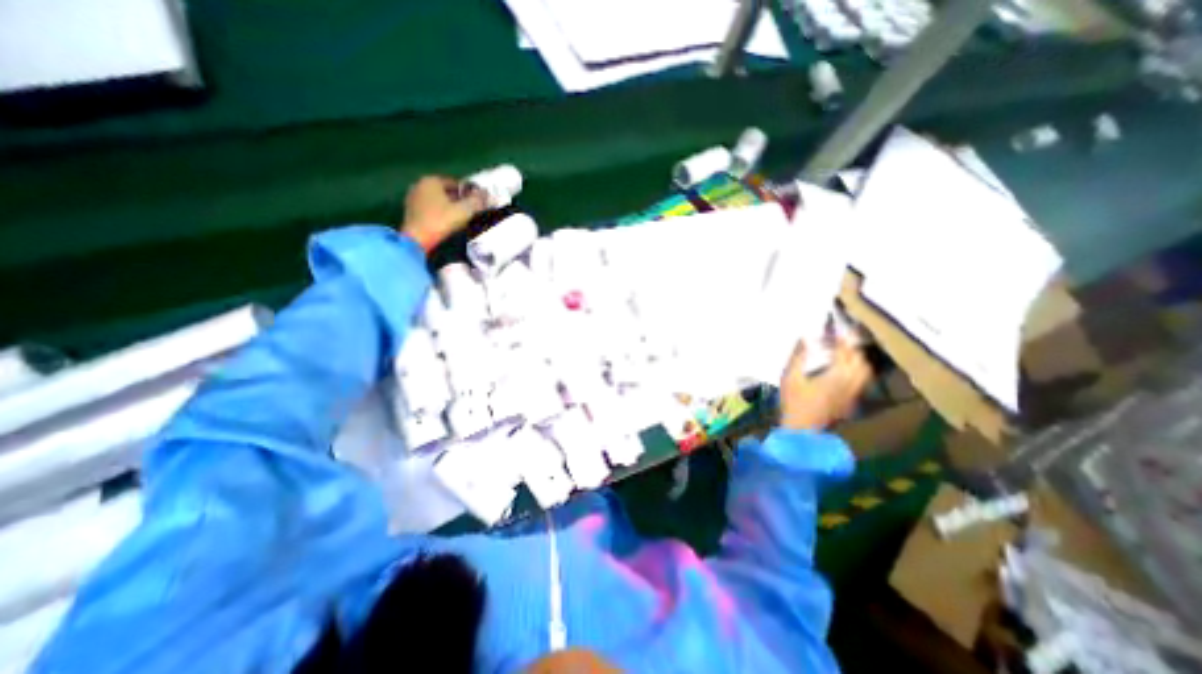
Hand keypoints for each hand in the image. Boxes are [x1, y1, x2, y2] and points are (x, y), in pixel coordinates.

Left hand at [399, 175, 480, 251]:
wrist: (417, 240)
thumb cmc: (441, 222)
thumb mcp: (464, 211)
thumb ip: (476, 201)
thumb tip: (485, 194)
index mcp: (432, 180)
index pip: (456, 183)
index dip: (469, 194)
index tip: (477, 204)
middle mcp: (420, 185)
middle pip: (445, 192)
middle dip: (458, 200)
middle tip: (470, 213)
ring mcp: (413, 198)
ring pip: (437, 201)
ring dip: (449, 208)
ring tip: (460, 220)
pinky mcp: (410, 211)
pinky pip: (430, 209)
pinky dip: (439, 214)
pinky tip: (446, 224)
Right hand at [780, 340, 873, 428]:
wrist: (802, 430)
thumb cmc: (793, 402)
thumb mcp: (790, 377)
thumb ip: (798, 356)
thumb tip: (804, 338)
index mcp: (835, 375)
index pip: (845, 351)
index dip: (841, 339)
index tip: (833, 330)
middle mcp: (850, 383)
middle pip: (860, 360)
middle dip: (852, 348)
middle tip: (840, 340)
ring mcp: (853, 394)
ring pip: (864, 372)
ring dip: (857, 359)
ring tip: (844, 353)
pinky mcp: (851, 402)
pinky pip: (861, 382)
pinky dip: (856, 371)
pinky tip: (844, 370)